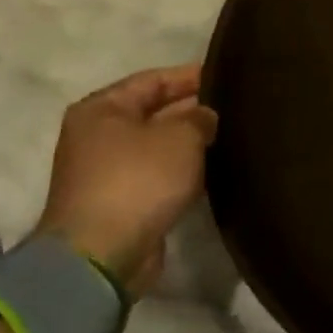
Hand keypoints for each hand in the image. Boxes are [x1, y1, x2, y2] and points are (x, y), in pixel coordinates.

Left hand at [33, 65, 218, 295]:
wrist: (102, 257)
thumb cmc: (138, 180)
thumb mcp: (181, 136)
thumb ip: (200, 117)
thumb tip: (205, 118)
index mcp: (102, 108)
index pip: (154, 79)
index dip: (192, 76)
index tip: (228, 76)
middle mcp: (98, 135)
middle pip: (154, 111)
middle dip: (192, 110)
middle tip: (235, 107)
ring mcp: (105, 172)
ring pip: (158, 146)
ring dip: (189, 143)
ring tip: (230, 136)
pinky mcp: (119, 203)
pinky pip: (157, 175)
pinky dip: (181, 171)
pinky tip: (212, 168)